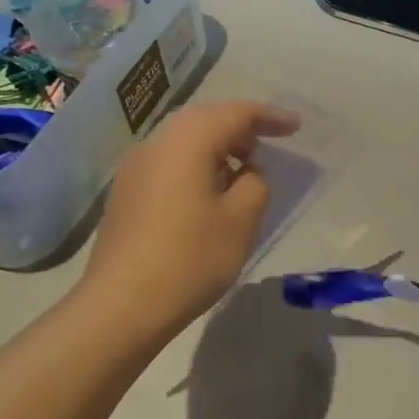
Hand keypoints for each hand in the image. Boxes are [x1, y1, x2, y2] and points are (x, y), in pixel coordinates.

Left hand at [82, 100, 300, 337]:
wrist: (122, 304)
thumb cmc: (191, 258)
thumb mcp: (241, 220)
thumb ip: (255, 184)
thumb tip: (244, 173)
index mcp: (188, 140)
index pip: (236, 114)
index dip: (270, 117)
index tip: (296, 127)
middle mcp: (157, 143)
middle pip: (205, 120)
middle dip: (240, 128)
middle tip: (269, 143)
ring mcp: (135, 167)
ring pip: (184, 141)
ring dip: (217, 147)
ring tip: (242, 170)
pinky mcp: (125, 193)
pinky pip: (169, 163)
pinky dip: (195, 165)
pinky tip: (209, 192)